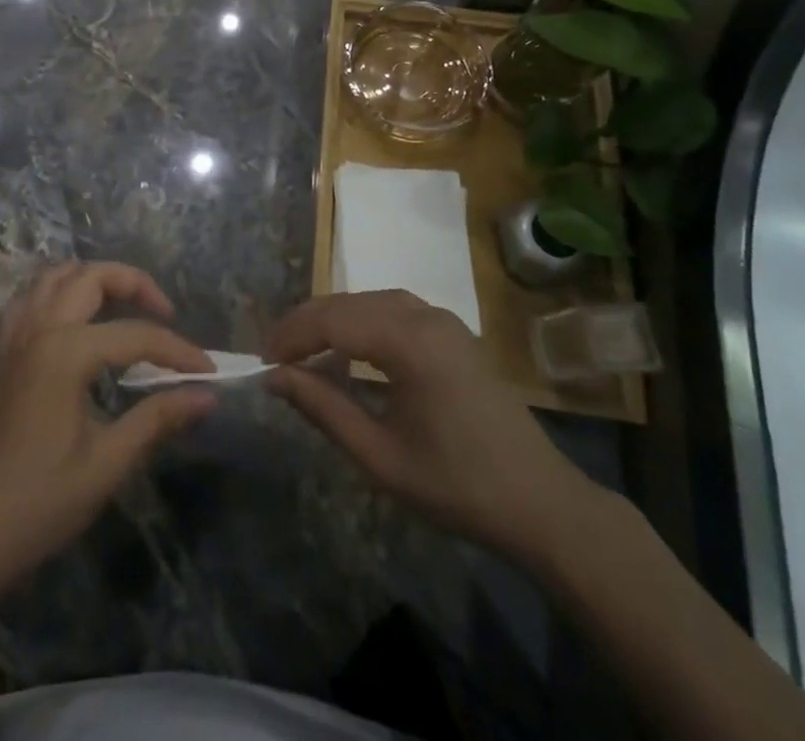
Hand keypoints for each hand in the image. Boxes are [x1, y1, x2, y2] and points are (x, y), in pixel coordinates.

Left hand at [0, 262, 216, 591]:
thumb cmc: (42, 501)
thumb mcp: (108, 462)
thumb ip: (157, 418)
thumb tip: (207, 395)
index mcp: (65, 352)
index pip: (136, 335)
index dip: (177, 351)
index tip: (209, 371)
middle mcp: (39, 331)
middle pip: (91, 277)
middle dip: (134, 284)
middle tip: (166, 314)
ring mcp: (17, 340)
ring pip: (54, 277)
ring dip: (93, 279)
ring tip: (124, 304)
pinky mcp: (6, 356)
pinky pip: (28, 301)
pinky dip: (55, 294)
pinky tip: (73, 318)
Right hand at [265, 290, 601, 565]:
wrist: (541, 503)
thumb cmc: (457, 486)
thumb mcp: (380, 456)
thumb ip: (324, 409)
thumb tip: (276, 378)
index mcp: (410, 341)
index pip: (332, 320)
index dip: (292, 336)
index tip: (263, 362)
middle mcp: (425, 315)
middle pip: (348, 303)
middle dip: (307, 325)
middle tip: (276, 359)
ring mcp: (442, 319)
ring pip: (369, 301)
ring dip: (333, 321)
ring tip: (304, 353)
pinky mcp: (451, 331)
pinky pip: (393, 311)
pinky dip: (361, 323)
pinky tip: (349, 352)